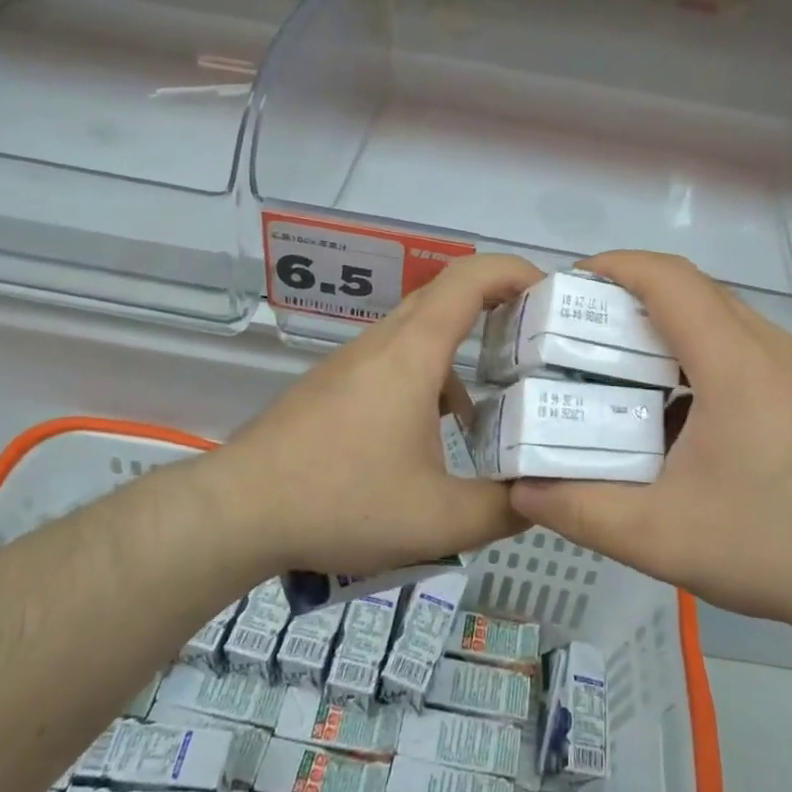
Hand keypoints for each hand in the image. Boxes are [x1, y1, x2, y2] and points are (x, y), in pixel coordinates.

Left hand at [216, 253, 543, 580]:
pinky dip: (433, 373)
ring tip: (502, 388)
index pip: (471, 278)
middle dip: (500, 302)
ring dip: (465, 343)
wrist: (238, 510)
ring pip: (421, 329)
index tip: (553, 293)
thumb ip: (504, 509)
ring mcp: (354, 360)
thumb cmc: (341, 500)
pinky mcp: (335, 384)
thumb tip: (544, 496)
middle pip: (447, 294)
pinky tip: (441, 430)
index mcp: (413, 352)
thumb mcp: (439, 519)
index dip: (516, 271)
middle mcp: (384, 342)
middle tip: (541, 336)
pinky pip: (396, 358)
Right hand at [509, 251, 791, 628]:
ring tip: (608, 355)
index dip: (613, 266)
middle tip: (573, 325)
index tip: (565, 286)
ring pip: (712, 309)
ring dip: (659, 316)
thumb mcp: (658, 538)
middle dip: (627, 290)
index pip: (668, 278)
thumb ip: (579, 510)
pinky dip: (686, 344)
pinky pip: (731, 338)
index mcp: (733, 362)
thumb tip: (520, 489)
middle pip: (689, 286)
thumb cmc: (768, 547)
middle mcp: (764, 345)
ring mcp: (785, 363)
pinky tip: (661, 396)